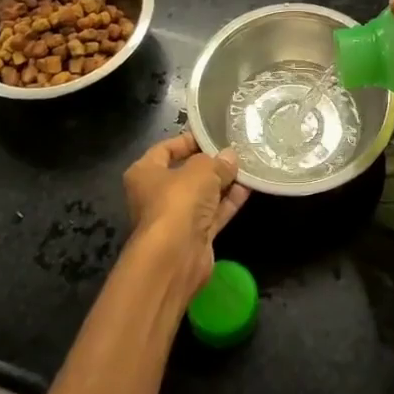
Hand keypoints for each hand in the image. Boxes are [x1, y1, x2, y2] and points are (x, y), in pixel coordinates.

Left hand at [122, 132, 248, 303]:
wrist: (175, 258)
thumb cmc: (178, 201)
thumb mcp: (201, 170)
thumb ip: (217, 161)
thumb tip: (230, 157)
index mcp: (145, 173)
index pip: (165, 149)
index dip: (188, 140)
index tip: (212, 135)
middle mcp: (156, 195)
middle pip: (186, 173)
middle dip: (210, 163)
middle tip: (235, 150)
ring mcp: (175, 218)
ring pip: (202, 195)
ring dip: (223, 183)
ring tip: (248, 166)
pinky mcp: (193, 237)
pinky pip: (213, 213)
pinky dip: (228, 201)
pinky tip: (248, 187)